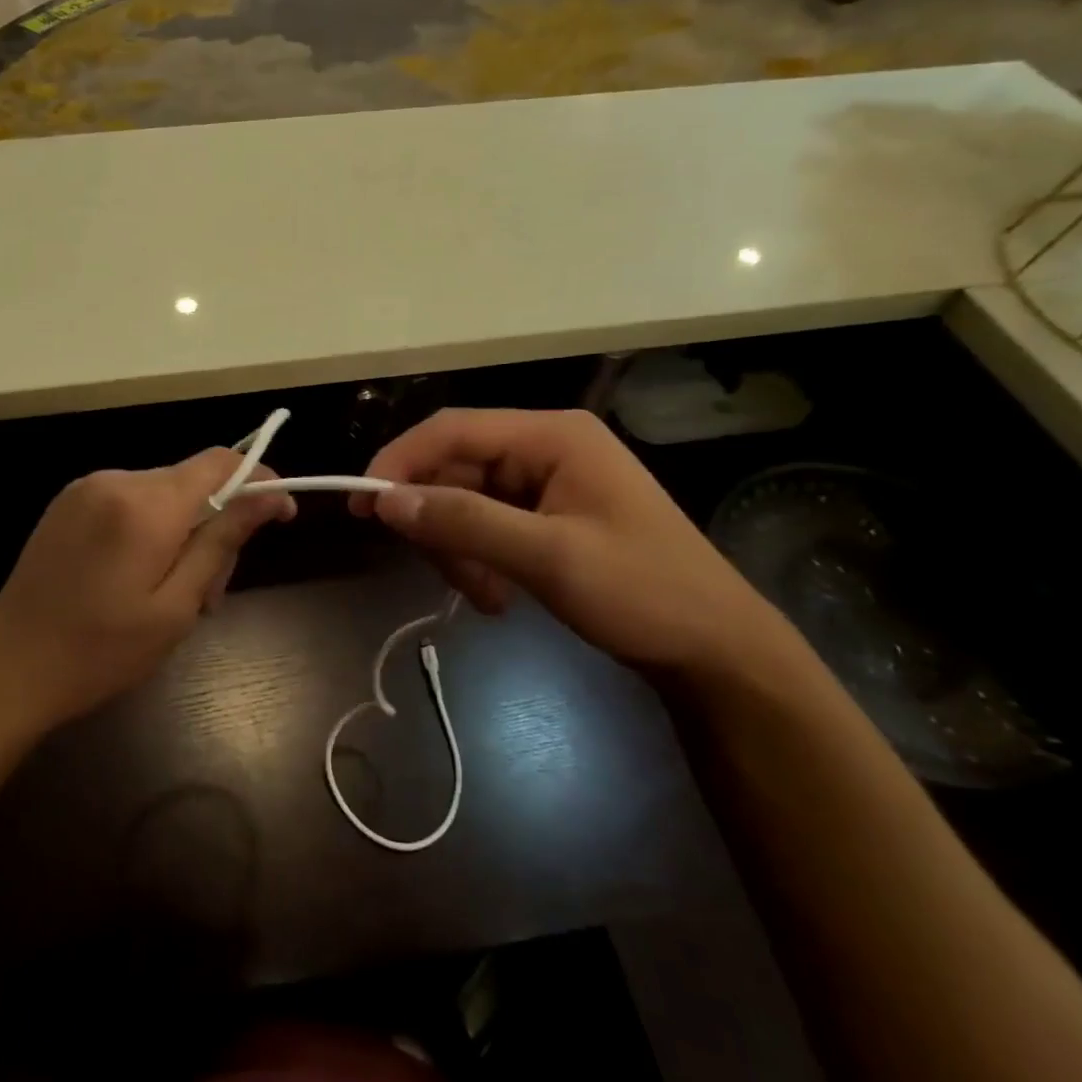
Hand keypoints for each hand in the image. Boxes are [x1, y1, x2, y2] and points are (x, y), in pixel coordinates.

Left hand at [0, 449, 295, 733]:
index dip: (257, 481)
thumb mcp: (176, 606)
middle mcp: (116, 480)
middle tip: (213, 592)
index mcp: (145, 505)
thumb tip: (270, 497)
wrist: (8, 667)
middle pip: (192, 481)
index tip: (280, 515)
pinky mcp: (68, 503)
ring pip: (163, 493)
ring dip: (184, 531)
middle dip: (217, 524)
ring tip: (176, 595)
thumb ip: (222, 542)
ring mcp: (87, 488)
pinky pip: (130, 501)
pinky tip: (140, 577)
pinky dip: (151, 528)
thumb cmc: (101, 651)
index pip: (220, 463)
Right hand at [353, 408, 802, 684]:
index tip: (364, 505)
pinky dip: (478, 561)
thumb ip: (465, 522)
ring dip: (459, 551)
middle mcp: (544, 449)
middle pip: (455, 469)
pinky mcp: (546, 517)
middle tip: (441, 575)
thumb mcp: (549, 558)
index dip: (401, 461)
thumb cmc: (643, 593)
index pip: (452, 430)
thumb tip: (386, 500)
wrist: (717, 651)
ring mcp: (546, 484)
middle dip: (439, 523)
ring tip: (485, 598)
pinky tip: (498, 598)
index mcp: (552, 436)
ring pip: (464, 503)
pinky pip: (486, 527)